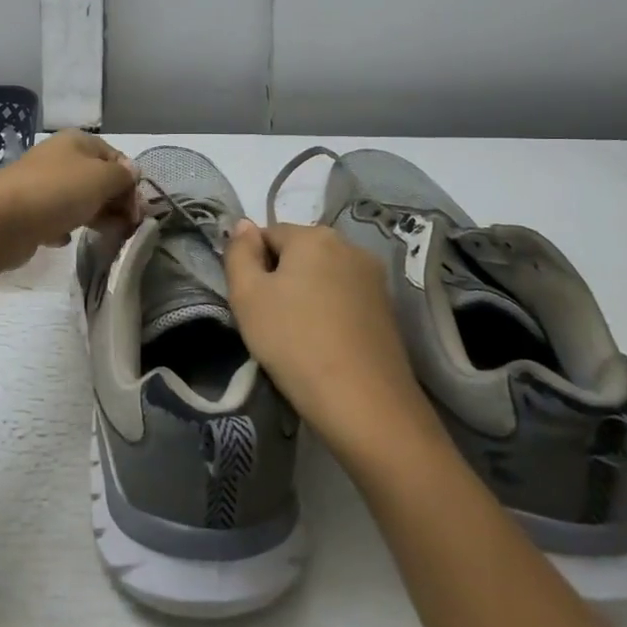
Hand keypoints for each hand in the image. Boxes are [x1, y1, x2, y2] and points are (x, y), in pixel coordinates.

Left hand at [0, 131, 139, 269]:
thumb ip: (122, 176)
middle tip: (125, 228)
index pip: (116, 157)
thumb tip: (131, 173)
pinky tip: (64, 239)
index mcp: (77, 141)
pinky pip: (55, 218)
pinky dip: (64, 228)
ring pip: (78, 199)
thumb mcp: (101, 178)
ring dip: (94, 216)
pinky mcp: (28, 211)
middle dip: (115, 202)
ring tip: (105, 236)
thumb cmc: (56, 192)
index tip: (137, 213)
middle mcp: (58, 158)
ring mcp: (41, 184)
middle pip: (98, 179)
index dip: (131, 183)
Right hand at [223, 220, 438, 460]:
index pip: (267, 234)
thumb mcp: (247, 296)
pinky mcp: (387, 308)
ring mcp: (373, 278)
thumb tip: (243, 224)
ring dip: (305, 295)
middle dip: (280, 278)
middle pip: (298, 253)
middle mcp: (349, 246)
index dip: (252, 266)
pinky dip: (329, 313)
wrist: (363, 402)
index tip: (250, 302)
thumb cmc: (293, 341)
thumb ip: (239, 253)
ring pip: (322, 276)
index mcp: (314, 235)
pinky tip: (324, 344)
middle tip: (269, 320)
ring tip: (297, 336)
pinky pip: (344, 298)